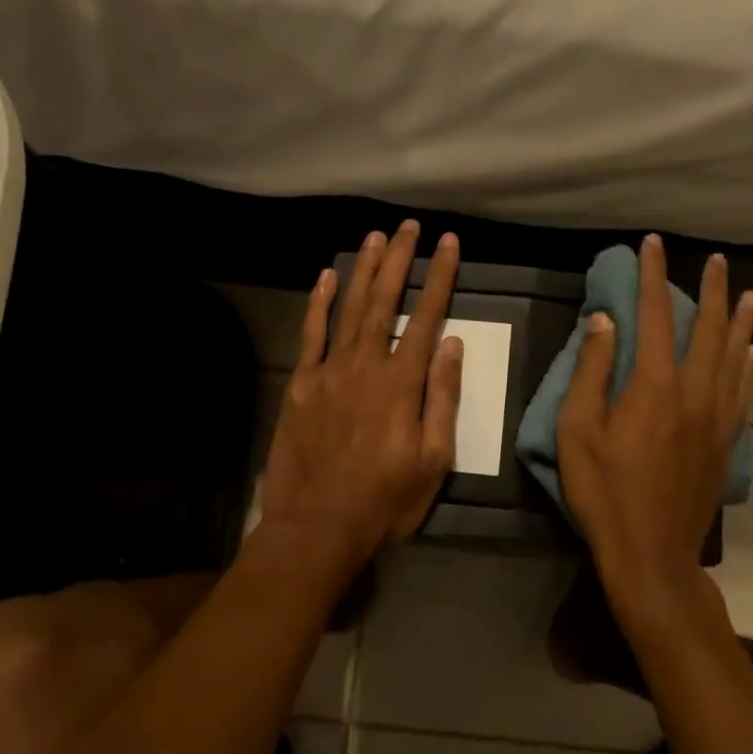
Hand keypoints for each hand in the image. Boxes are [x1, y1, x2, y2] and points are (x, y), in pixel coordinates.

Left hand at [258, 220, 463, 566]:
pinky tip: (326, 276)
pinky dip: (319, 303)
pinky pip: (311, 334)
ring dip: (364, 270)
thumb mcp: (434, 459)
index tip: (448, 243)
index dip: (439, 277)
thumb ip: (442, 397)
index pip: (427, 317)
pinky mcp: (301, 384)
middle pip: (385, 301)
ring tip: (375, 237)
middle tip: (408, 226)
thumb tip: (451, 344)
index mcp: (402, 383)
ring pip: (350, 308)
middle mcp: (366, 365)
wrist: (318, 527)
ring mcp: (329, 371)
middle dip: (399, 260)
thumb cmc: (385, 499)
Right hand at [557, 235, 752, 592]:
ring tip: (751, 295)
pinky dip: (748, 365)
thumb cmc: (604, 490)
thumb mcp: (577, 429)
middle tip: (716, 260)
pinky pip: (743, 392)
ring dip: (741, 322)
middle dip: (711, 290)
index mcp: (654, 384)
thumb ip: (592, 370)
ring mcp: (716, 418)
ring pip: (734, 357)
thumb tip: (605, 320)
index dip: (654, 276)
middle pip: (708, 329)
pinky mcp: (725, 443)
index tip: (653, 244)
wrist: (652, 553)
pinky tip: (751, 353)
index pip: (655, 315)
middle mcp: (693, 391)